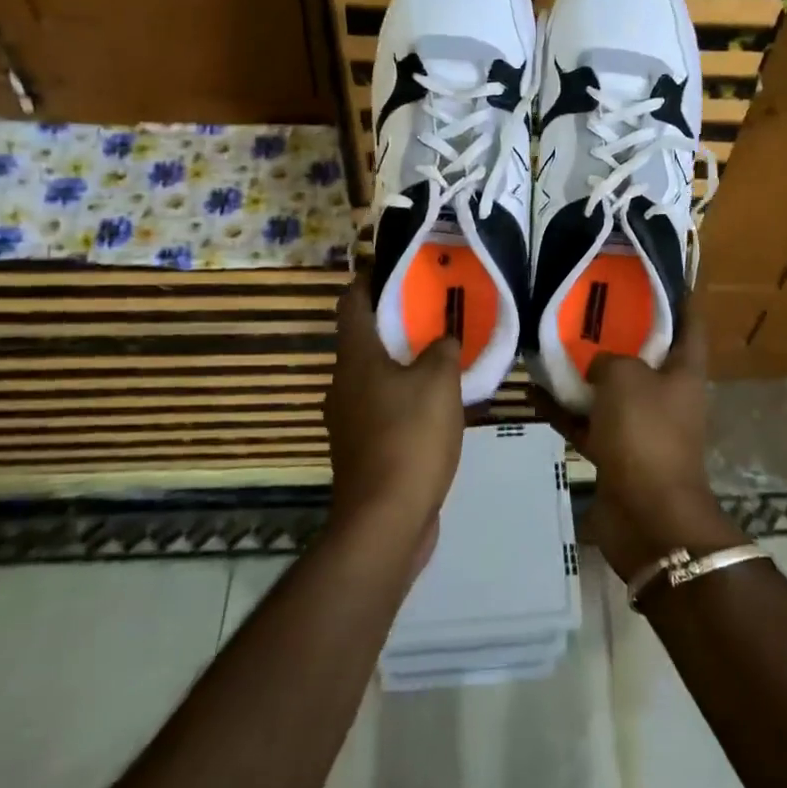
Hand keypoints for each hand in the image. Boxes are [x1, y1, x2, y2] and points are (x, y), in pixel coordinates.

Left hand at [323, 279, 464, 548]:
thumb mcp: (439, 382)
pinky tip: (438, 407)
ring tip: (442, 358)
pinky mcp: (362, 451)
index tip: (394, 266)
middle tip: (433, 312)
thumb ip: (443, 351)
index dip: (369, 280)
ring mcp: (349, 421)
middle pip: (365, 340)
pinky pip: (384, 410)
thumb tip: (442, 341)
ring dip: (404, 365)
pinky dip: (406, 399)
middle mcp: (343, 384)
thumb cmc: (410, 437)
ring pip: (376, 378)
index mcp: (356, 358)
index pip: (352, 303)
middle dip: (396, 324)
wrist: (385, 521)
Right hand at [531, 308, 743, 580]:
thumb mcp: (626, 377)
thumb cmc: (646, 433)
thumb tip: (599, 365)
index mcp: (684, 371)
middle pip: (646, 354)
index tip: (658, 272)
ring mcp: (642, 426)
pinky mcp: (617, 453)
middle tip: (588, 303)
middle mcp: (667, 395)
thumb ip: (609, 359)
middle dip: (620, 330)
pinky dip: (566, 411)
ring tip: (552, 344)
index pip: (689, 323)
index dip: (680, 296)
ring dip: (585, 372)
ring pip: (612, 390)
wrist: (647, 515)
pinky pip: (589, 423)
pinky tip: (535, 394)